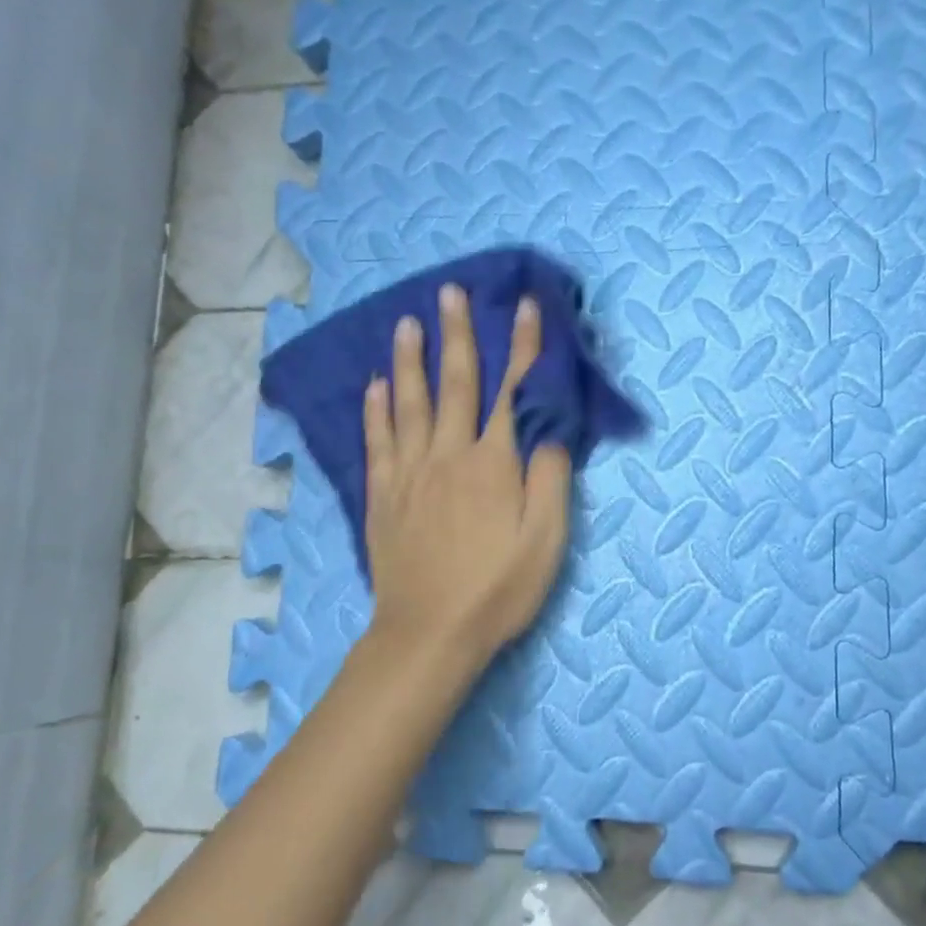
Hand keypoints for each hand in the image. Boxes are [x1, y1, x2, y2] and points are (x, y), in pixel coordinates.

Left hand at [363, 284, 572, 673]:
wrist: (430, 633)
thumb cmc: (498, 589)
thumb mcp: (546, 539)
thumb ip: (550, 478)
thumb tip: (550, 428)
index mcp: (494, 463)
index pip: (512, 392)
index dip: (522, 348)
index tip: (525, 307)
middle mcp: (448, 455)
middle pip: (454, 384)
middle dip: (457, 335)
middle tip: (450, 292)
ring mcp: (410, 473)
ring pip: (408, 404)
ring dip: (410, 360)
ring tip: (407, 324)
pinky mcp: (383, 496)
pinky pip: (377, 441)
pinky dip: (376, 409)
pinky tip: (375, 387)